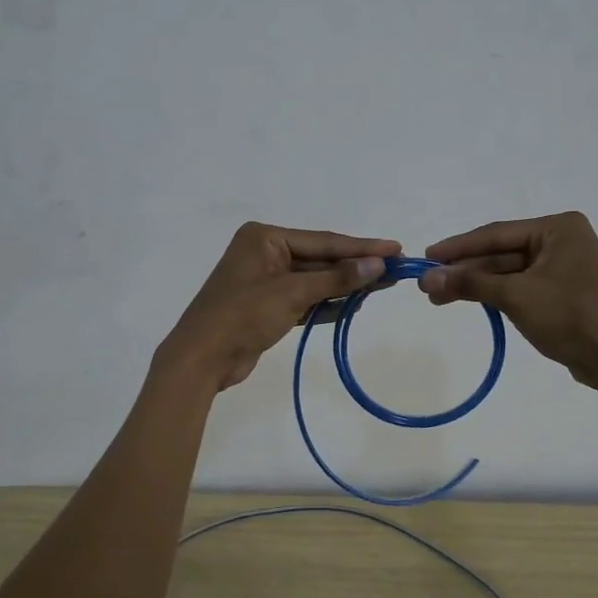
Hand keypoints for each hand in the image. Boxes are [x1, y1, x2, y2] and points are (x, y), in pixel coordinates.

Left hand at [156, 222, 399, 391]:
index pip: (323, 241)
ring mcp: (265, 281)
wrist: (201, 360)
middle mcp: (265, 253)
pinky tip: (355, 304)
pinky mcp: (267, 306)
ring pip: (314, 280)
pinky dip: (327, 303)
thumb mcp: (292, 293)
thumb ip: (336, 278)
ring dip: (344, 285)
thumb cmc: (242, 316)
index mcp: (264, 238)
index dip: (361, 247)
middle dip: (355, 267)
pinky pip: (305, 299)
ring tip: (382, 286)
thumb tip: (377, 265)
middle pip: (320, 259)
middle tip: (396, 270)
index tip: (395, 249)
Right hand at [419, 212, 597, 386]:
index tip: (427, 256)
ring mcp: (561, 267)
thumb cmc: (570, 316)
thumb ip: (471, 283)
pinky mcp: (559, 291)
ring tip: (438, 298)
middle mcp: (560, 240)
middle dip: (464, 270)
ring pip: (506, 271)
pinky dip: (493, 294)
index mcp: (558, 228)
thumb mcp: (516, 296)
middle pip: (500, 252)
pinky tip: (466, 300)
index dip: (458, 247)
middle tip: (427, 284)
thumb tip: (428, 277)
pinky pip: (518, 286)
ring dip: (474, 284)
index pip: (496, 234)